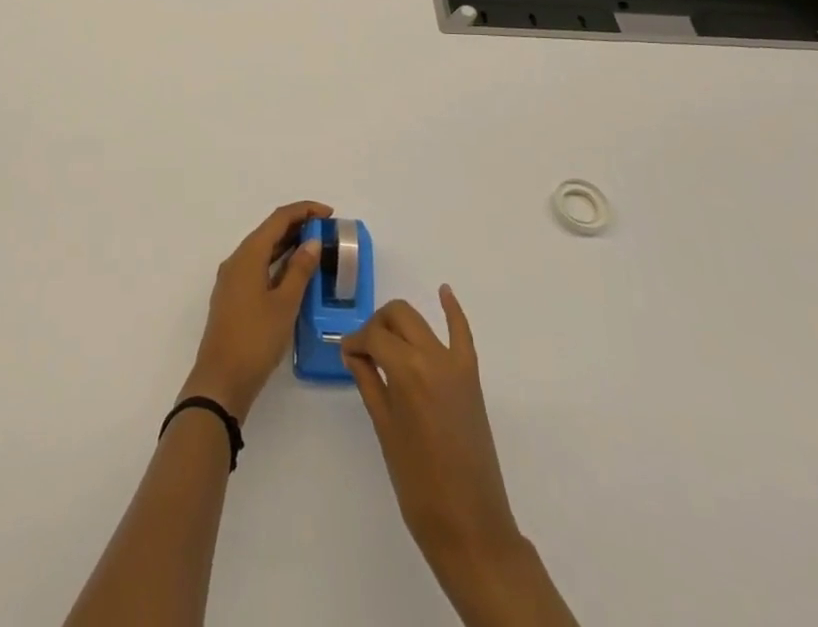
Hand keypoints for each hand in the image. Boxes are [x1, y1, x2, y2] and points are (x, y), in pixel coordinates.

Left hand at [182, 200, 331, 418]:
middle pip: (269, 231)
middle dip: (297, 225)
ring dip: (288, 244)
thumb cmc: (255, 339)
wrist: (221, 380)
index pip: (278, 219)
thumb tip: (312, 241)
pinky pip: (258, 266)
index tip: (329, 213)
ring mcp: (232, 279)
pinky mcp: (233, 296)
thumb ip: (299, 270)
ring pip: (263, 250)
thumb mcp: (284, 304)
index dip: (304, 210)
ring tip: (316, 248)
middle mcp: (237, 260)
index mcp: (248, 255)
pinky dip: (278, 262)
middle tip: (327, 231)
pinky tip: (294, 274)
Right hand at [342, 287, 520, 568]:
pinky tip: (444, 291)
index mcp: (407, 371)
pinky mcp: (472, 377)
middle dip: (376, 324)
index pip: (373, 336)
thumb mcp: (385, 431)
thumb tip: (354, 353)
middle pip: (397, 316)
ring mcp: (456, 365)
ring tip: (385, 341)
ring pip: (421, 320)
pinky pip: (462, 333)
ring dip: (400, 322)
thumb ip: (369, 384)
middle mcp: (433, 357)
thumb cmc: (419, 485)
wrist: (471, 526)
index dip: (355, 342)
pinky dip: (452, 310)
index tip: (345, 355)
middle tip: (364, 351)